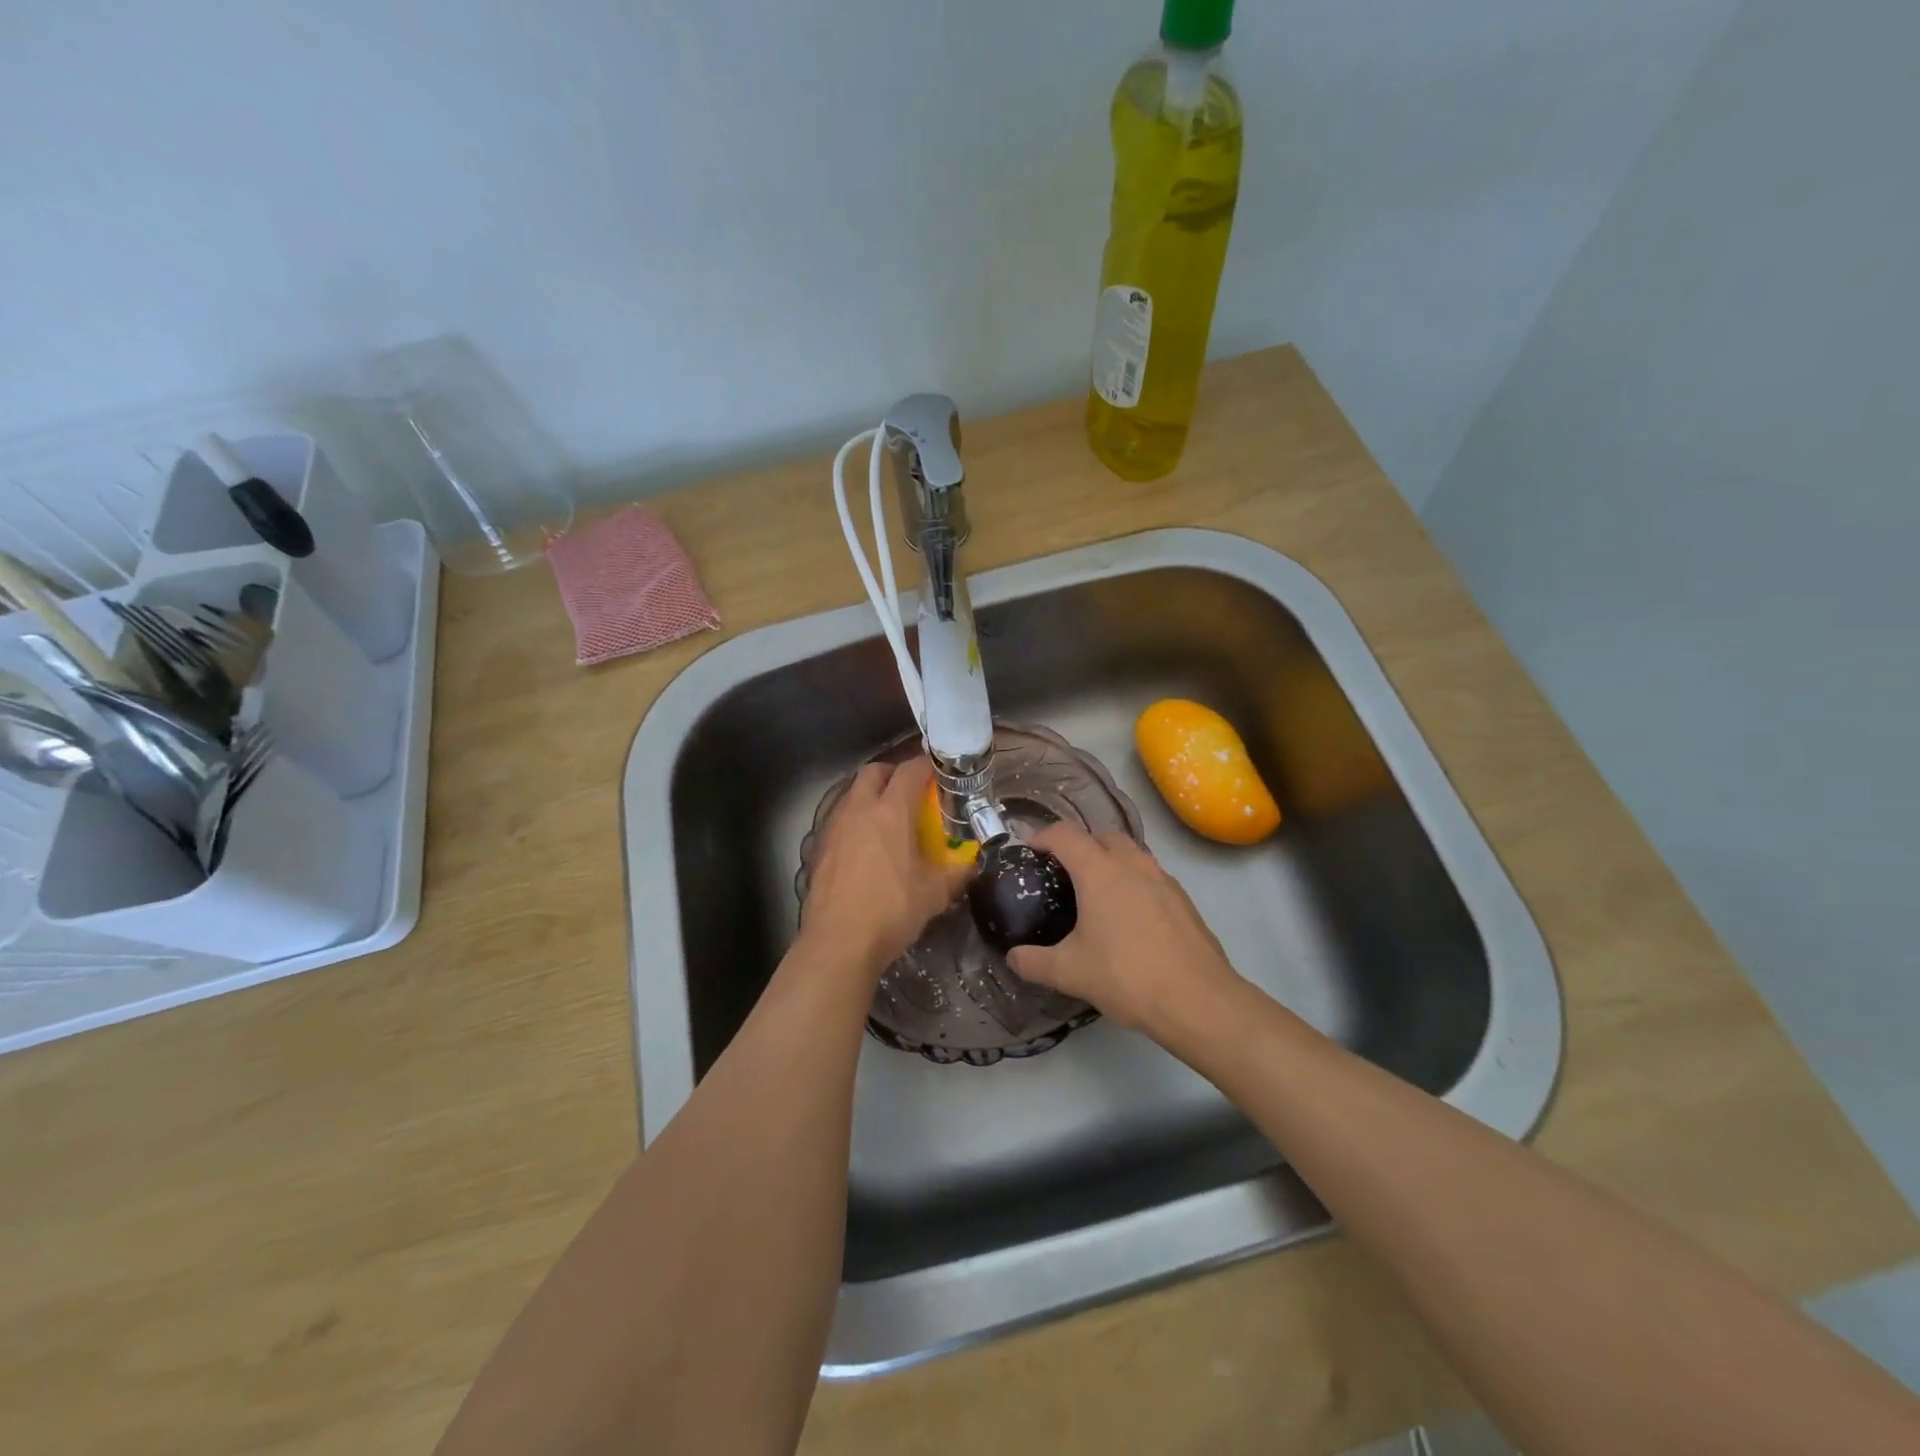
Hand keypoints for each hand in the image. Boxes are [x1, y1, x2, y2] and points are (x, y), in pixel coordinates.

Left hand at [799, 757, 970, 977]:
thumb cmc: (891, 910)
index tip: (939, 773)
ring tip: (887, 818)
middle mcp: (859, 809)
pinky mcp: (818, 847)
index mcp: (891, 811)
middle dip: (893, 774)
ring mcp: (834, 826)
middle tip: (910, 792)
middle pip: (874, 771)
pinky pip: (839, 819)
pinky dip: (854, 820)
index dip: (926, 766)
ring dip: (870, 795)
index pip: (910, 771)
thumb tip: (971, 863)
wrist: (838, 942)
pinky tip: (864, 845)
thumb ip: (956, 872)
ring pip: (851, 793)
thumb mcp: (934, 893)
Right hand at [1007, 823, 1242, 1032]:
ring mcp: (1164, 880)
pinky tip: (1130, 919)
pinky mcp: (1184, 901)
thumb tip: (1012, 958)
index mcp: (1100, 871)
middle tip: (1064, 872)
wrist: (1198, 1001)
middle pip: (1103, 835)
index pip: (1065, 835)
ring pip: (1132, 854)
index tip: (1030, 852)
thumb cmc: (1126, 976)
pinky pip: (1152, 877)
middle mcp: (1133, 865)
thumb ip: (1034, 962)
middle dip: (1081, 844)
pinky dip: (1135, 883)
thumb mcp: (1069, 972)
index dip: (1043, 837)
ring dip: (1111, 861)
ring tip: (1097, 894)